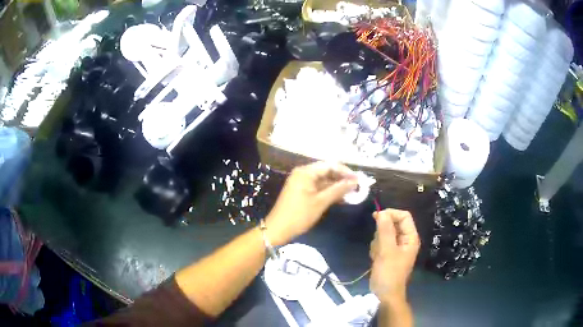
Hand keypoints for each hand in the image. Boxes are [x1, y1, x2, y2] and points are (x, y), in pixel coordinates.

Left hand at [265, 161, 357, 245]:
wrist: (278, 229)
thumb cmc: (299, 215)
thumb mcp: (321, 202)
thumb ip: (338, 190)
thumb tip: (354, 182)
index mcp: (306, 172)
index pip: (330, 165)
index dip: (345, 171)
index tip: (358, 180)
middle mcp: (303, 173)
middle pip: (327, 171)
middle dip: (342, 179)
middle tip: (357, 187)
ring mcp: (301, 182)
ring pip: (323, 180)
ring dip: (336, 186)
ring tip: (352, 193)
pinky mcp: (301, 190)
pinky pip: (318, 187)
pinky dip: (328, 191)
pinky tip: (340, 198)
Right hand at [369, 209, 419, 303]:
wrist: (385, 294)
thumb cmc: (389, 273)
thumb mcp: (387, 251)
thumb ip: (384, 231)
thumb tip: (381, 212)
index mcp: (410, 237)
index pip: (404, 216)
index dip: (391, 214)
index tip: (376, 217)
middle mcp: (405, 240)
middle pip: (393, 224)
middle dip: (382, 232)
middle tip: (378, 244)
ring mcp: (396, 247)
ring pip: (384, 233)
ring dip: (377, 242)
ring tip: (378, 255)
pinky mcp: (387, 253)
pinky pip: (380, 243)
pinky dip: (376, 249)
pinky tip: (376, 259)